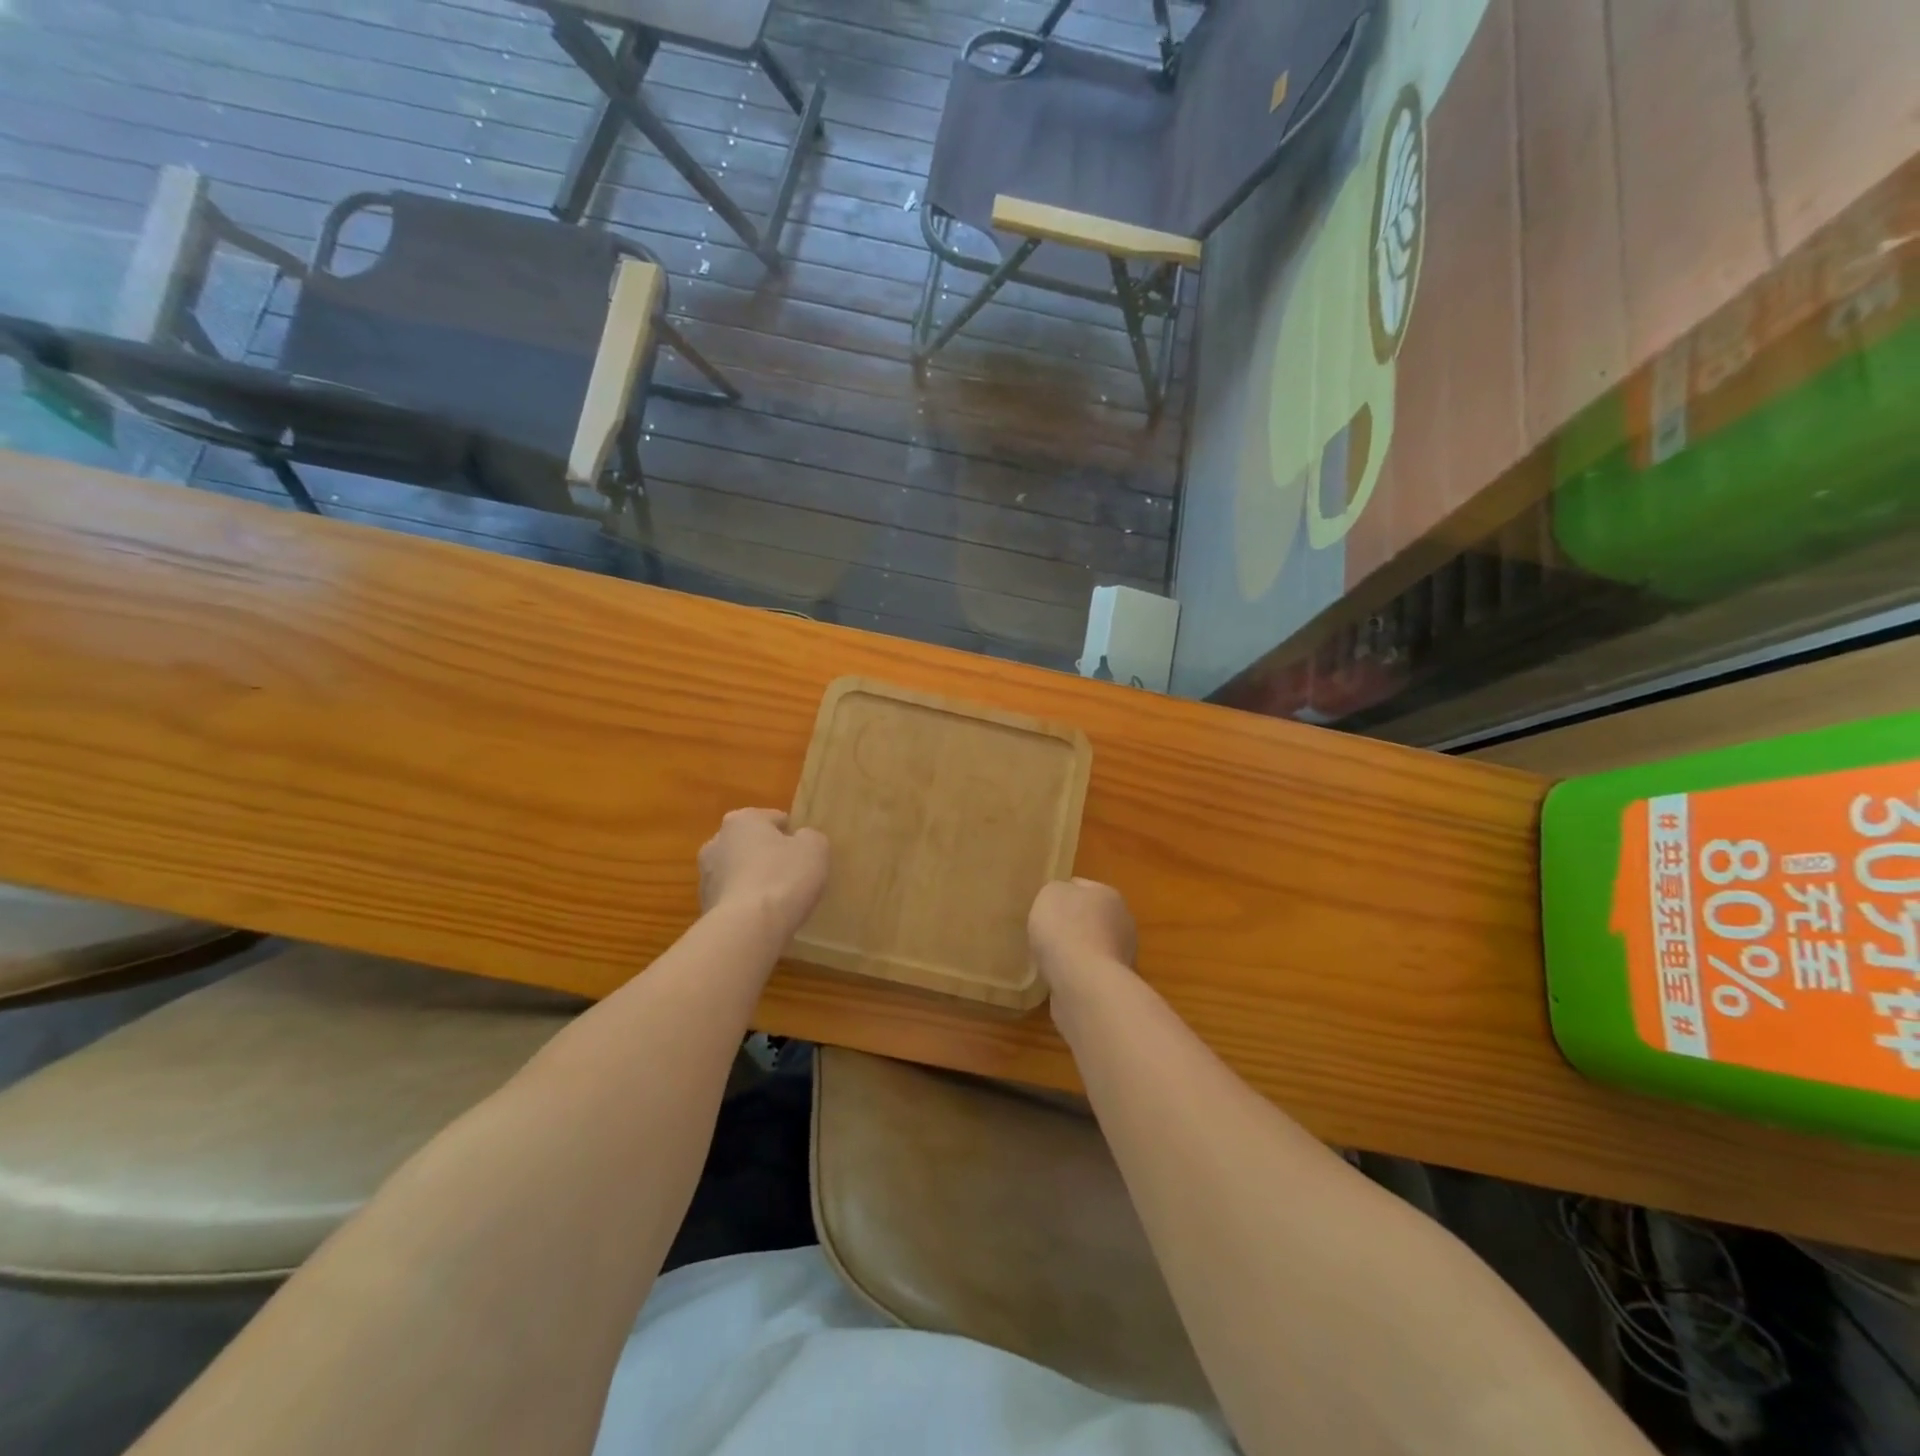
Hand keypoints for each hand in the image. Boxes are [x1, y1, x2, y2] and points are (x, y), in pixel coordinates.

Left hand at [698, 809, 828, 938]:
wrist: (748, 929)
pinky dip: (747, 905)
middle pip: (752, 845)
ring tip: (779, 901)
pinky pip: (734, 899)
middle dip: (769, 857)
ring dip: (756, 881)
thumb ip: (810, 837)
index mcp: (742, 820)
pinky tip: (764, 918)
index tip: (806, 855)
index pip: (775, 819)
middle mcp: (716, 842)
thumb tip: (801, 840)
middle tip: (794, 876)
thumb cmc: (783, 877)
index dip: (794, 836)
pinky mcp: (704, 907)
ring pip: (740, 873)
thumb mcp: (815, 848)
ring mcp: (705, 877)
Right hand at [1028, 878, 1136, 991]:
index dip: (1062, 893)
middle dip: (1072, 925)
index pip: (1082, 887)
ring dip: (1076, 953)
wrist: (1084, 984)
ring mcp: (1122, 957)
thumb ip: (1056, 892)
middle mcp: (1123, 924)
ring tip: (1049, 959)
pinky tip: (1058, 979)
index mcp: (1109, 896)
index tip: (1045, 907)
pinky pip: (1089, 973)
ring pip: (1092, 948)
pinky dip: (1076, 975)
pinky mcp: (1113, 986)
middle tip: (1046, 933)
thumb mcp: (1050, 894)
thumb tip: (1061, 901)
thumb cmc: (1066, 929)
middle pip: (1091, 918)